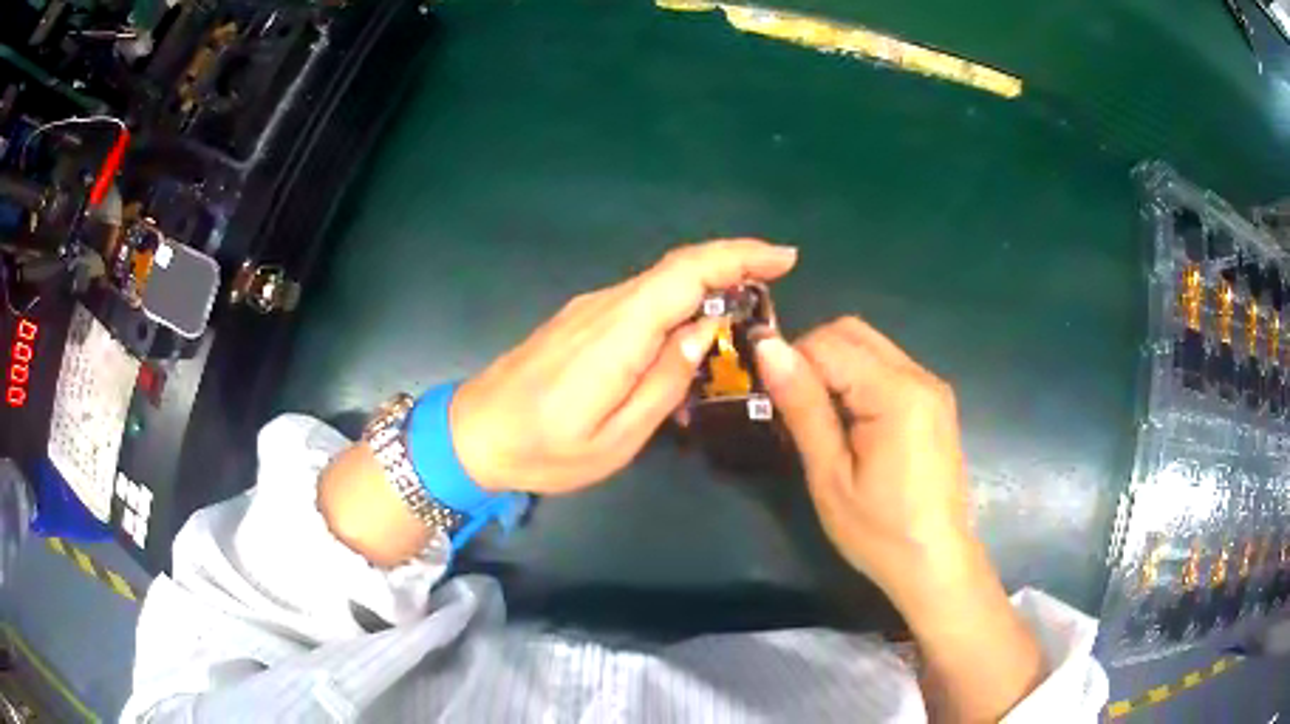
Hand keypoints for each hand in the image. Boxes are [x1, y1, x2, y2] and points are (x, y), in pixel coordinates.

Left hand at [450, 239, 797, 494]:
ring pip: (662, 281)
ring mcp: (590, 309)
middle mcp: (605, 306)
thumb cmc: (544, 449)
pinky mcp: (582, 320)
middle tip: (777, 284)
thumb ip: (665, 382)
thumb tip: (705, 330)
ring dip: (709, 283)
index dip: (739, 257)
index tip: (785, 259)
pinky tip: (694, 331)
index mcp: (617, 333)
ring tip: (747, 311)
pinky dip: (680, 301)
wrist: (473, 434)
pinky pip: (642, 300)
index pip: (687, 273)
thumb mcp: (616, 438)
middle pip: (678, 267)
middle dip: (734, 264)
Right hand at [756, 317, 1043, 719]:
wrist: (935, 563)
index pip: (828, 343)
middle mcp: (920, 375)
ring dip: (834, 367)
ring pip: (869, 345)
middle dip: (812, 356)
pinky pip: (886, 366)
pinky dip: (857, 378)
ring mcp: (931, 385)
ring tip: (820, 418)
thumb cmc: (878, 532)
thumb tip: (768, 347)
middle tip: (794, 408)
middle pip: (851, 331)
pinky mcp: (934, 400)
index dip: (791, 362)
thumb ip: (802, 406)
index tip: (772, 401)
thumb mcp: (830, 475)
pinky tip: (850, 422)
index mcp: (896, 393)